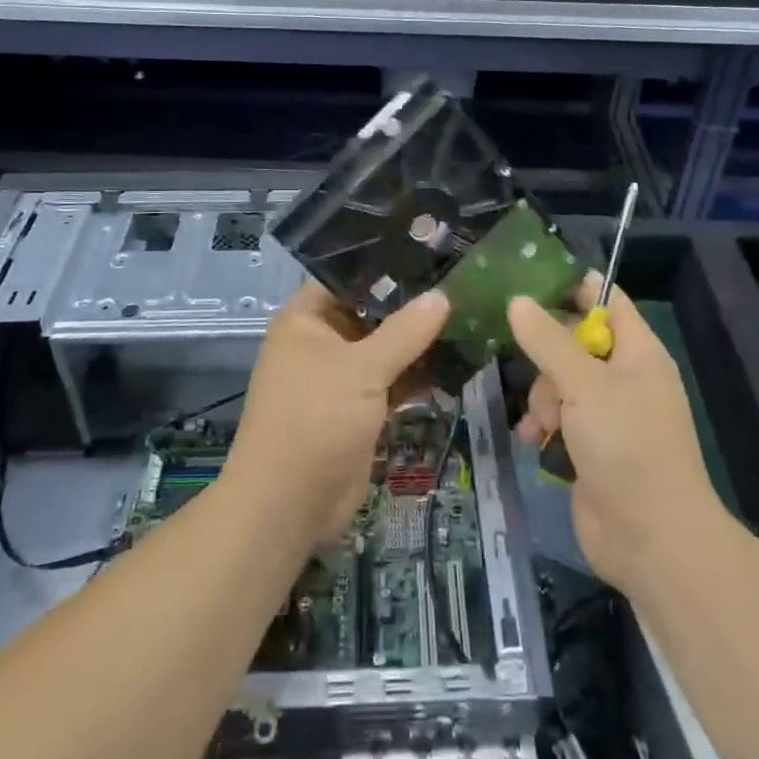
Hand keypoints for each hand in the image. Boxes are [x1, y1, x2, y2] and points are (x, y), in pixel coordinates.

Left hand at [224, 282, 449, 546]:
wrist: (289, 505)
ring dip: (419, 342)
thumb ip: (405, 331)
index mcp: (306, 320)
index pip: (348, 277)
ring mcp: (340, 377)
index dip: (387, 267)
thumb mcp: (362, 369)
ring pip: (385, 348)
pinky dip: (417, 375)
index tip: (433, 254)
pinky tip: (457, 361)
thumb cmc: (315, 420)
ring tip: (469, 317)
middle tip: (462, 285)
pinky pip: (391, 380)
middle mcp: (321, 342)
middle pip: (371, 313)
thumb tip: (443, 296)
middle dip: (411, 306)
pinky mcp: (358, 408)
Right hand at [509, 275, 720, 595]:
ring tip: (542, 425)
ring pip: (559, 382)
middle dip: (545, 356)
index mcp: (638, 351)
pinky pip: (558, 419)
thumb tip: (517, 300)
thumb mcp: (584, 385)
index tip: (525, 282)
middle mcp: (625, 377)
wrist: (652, 540)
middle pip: (573, 341)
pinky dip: (544, 427)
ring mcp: (608, 415)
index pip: (605, 299)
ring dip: (542, 399)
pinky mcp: (592, 447)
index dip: (570, 286)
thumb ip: (548, 340)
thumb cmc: (627, 446)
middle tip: (530, 368)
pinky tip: (534, 442)